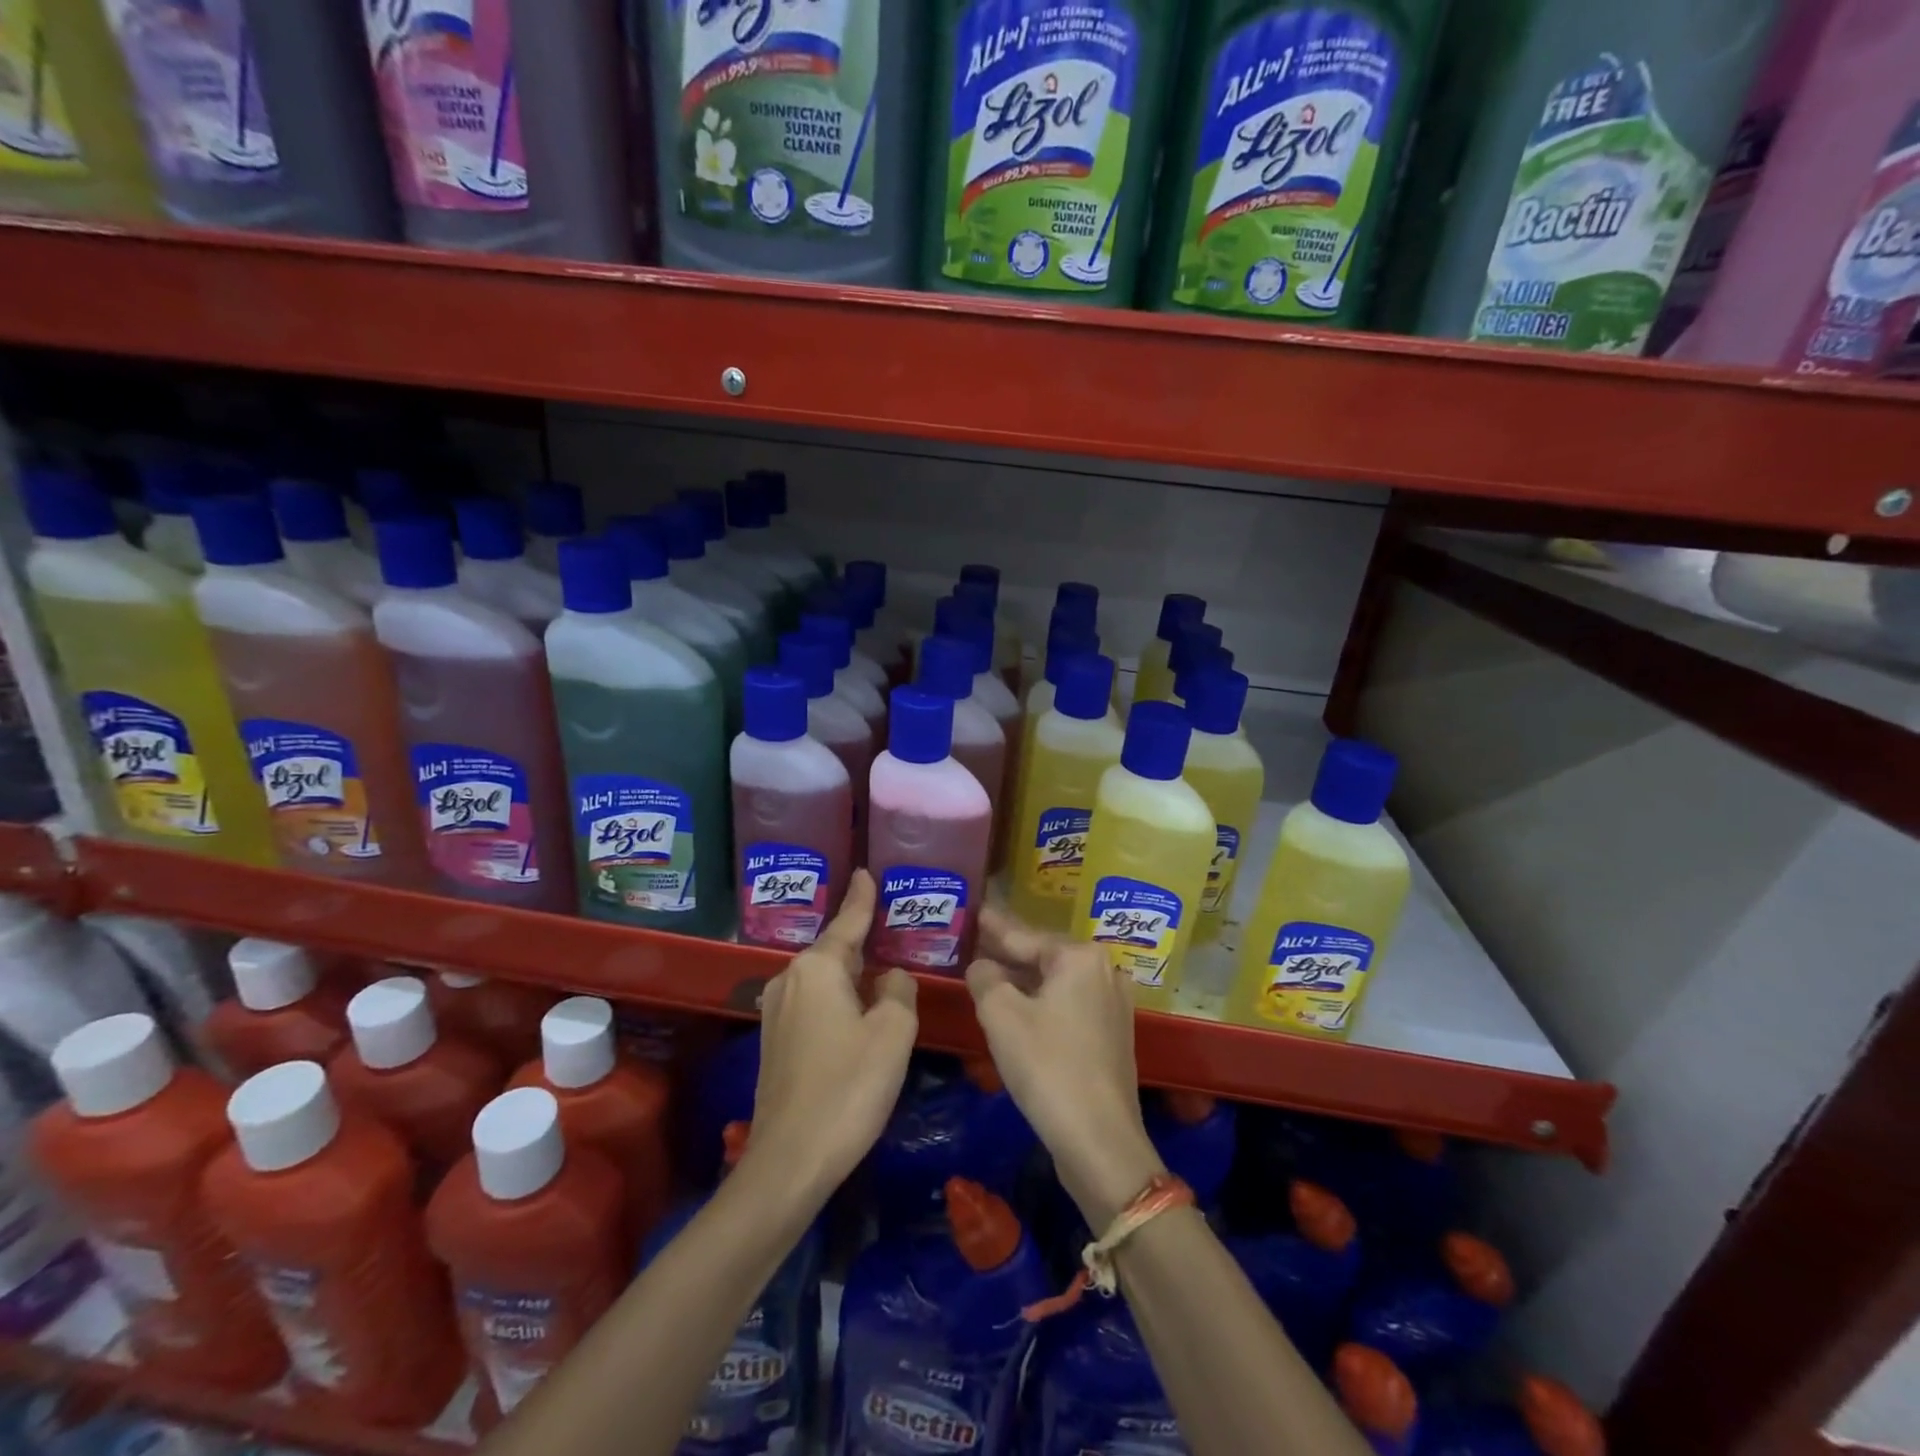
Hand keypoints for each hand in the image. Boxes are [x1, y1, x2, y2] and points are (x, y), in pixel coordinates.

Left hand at [746, 869, 917, 1201]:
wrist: (790, 1159)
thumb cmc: (848, 1087)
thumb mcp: (892, 1034)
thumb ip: (899, 992)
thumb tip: (891, 979)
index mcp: (817, 967)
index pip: (848, 921)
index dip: (862, 898)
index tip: (866, 872)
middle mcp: (789, 979)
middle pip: (835, 950)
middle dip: (862, 939)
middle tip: (891, 925)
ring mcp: (776, 1011)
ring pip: (823, 979)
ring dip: (851, 973)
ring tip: (881, 967)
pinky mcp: (774, 1041)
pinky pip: (813, 1002)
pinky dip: (837, 998)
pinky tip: (857, 1009)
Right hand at [966, 908, 1165, 1229]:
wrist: (1100, 1141)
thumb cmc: (1048, 1067)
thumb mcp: (1002, 1016)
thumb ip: (985, 978)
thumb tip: (982, 966)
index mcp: (1080, 957)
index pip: (1024, 935)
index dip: (994, 926)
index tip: (975, 910)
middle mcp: (1103, 971)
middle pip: (1043, 956)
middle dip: (1008, 952)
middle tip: (974, 940)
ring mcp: (1113, 1004)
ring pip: (1056, 982)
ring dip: (1022, 980)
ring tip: (988, 972)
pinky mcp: (1112, 1034)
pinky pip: (1068, 1004)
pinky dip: (1041, 1002)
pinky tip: (1017, 1009)